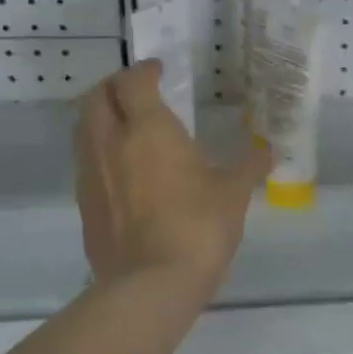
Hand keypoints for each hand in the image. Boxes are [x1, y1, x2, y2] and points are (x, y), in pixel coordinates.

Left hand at [75, 61, 270, 287]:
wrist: (151, 283)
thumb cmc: (198, 226)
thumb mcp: (233, 193)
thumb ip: (249, 166)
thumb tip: (269, 152)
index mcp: (147, 129)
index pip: (133, 82)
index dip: (144, 71)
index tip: (159, 70)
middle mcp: (110, 143)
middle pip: (95, 98)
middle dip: (114, 87)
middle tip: (135, 91)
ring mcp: (90, 175)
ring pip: (83, 129)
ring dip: (100, 117)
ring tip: (124, 125)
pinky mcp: (84, 205)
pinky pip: (85, 163)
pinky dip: (98, 152)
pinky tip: (120, 169)